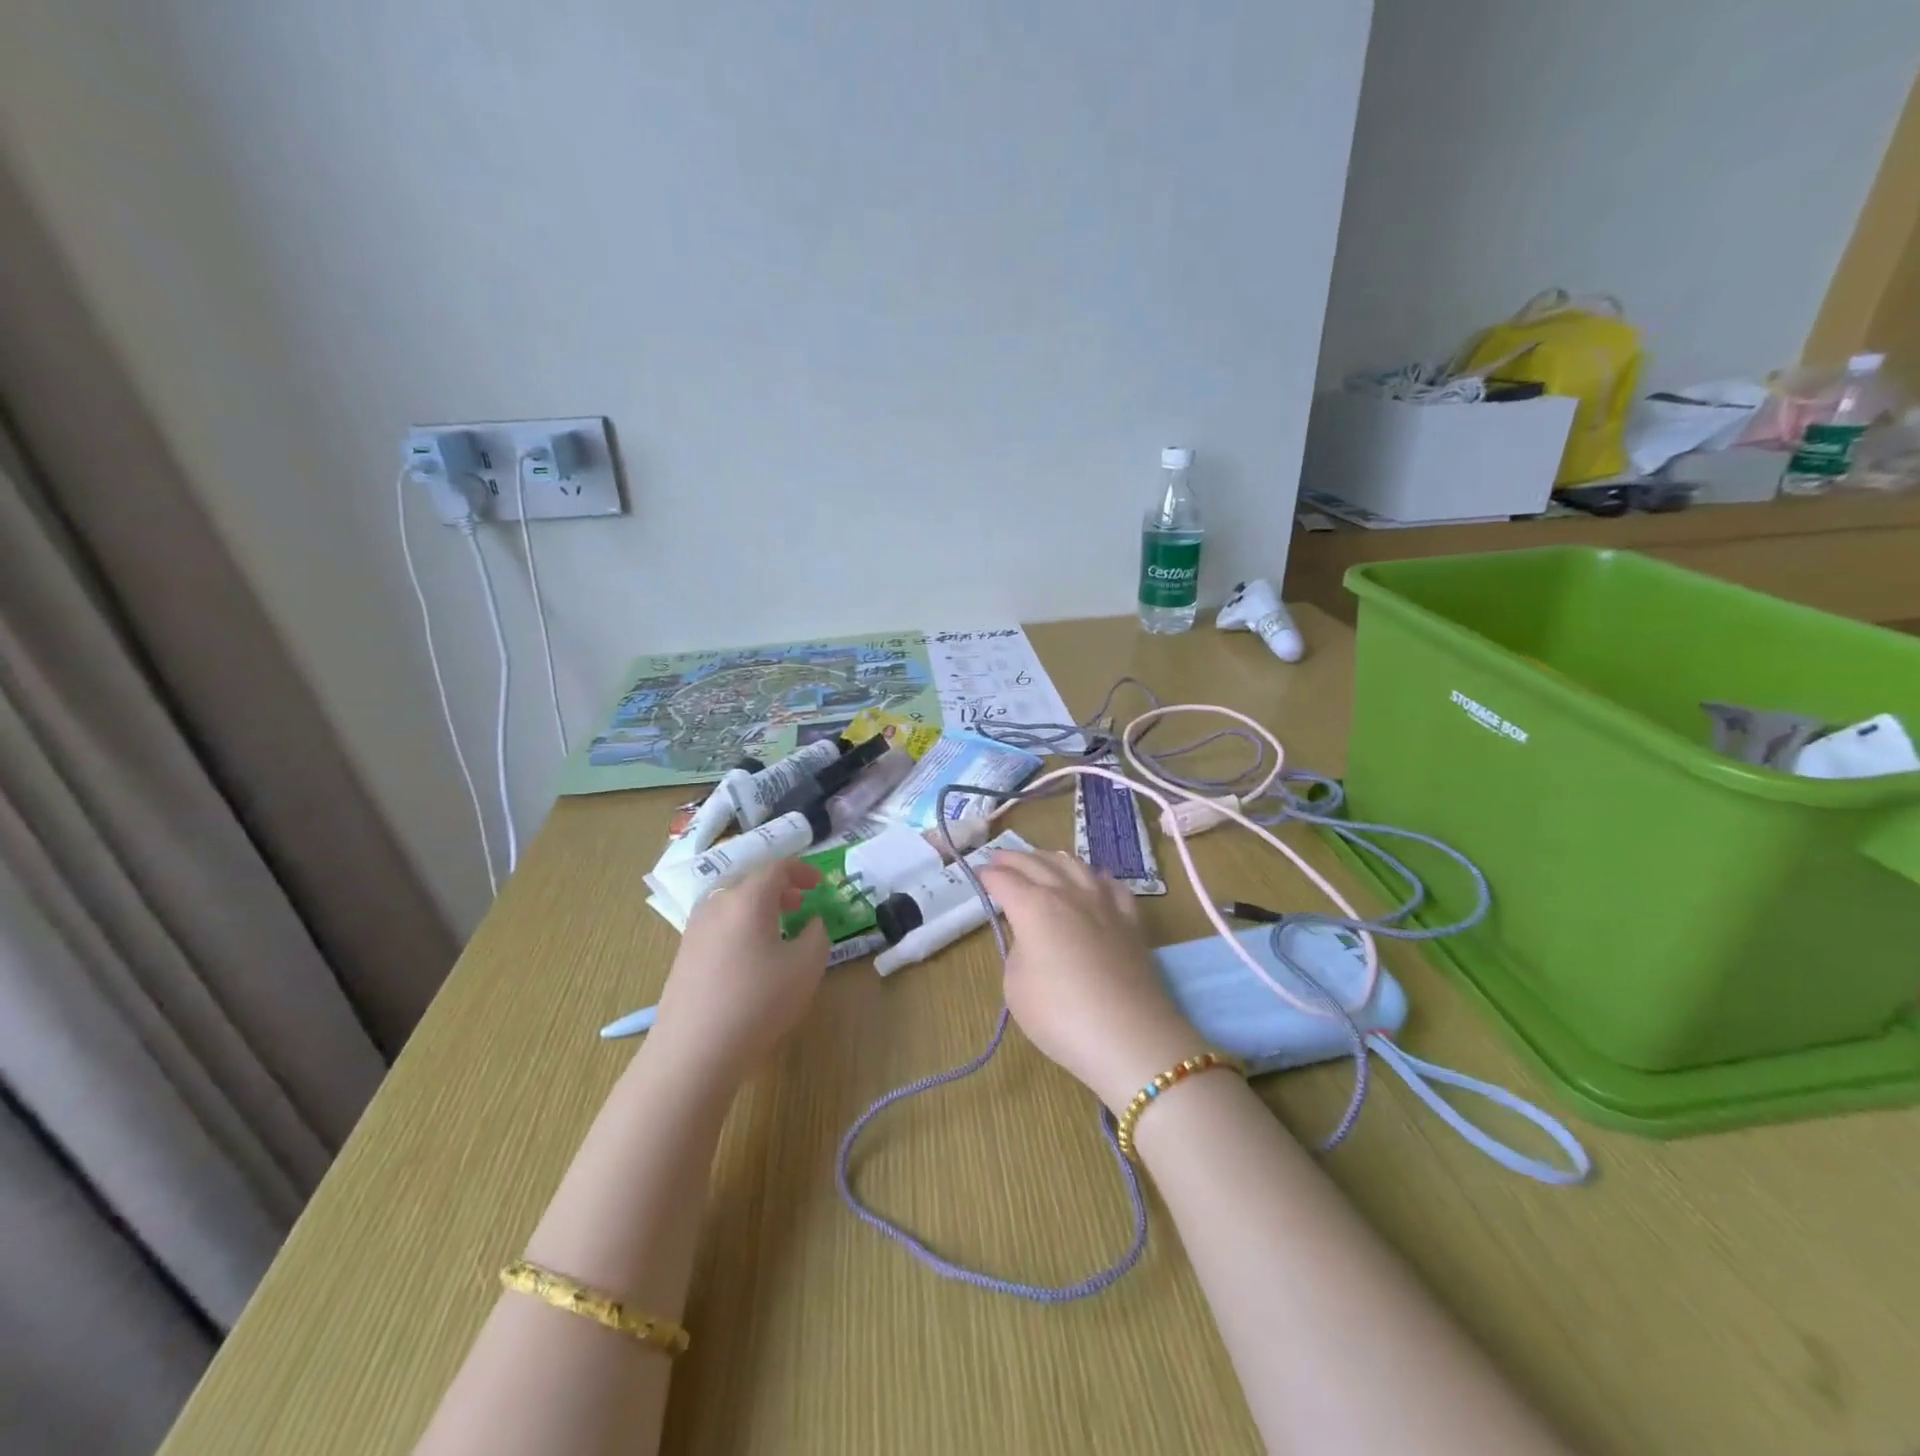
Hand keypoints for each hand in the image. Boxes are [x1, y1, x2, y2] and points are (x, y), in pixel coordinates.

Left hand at [647, 861, 830, 1083]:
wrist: (693, 1050)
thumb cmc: (758, 1001)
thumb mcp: (806, 966)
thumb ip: (817, 935)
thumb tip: (811, 923)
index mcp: (748, 898)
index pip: (776, 867)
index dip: (801, 870)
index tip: (819, 884)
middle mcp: (717, 904)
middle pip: (750, 882)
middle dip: (778, 887)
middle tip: (799, 903)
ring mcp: (695, 929)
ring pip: (731, 903)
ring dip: (757, 907)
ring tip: (777, 928)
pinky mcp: (684, 955)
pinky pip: (718, 925)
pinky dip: (739, 926)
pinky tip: (750, 956)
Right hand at [978, 850, 1202, 1114]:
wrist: (1129, 1035)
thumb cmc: (1060, 1015)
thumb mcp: (1016, 986)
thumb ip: (1018, 952)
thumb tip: (1031, 939)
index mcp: (1033, 906)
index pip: (1004, 880)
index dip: (988, 874)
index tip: (978, 872)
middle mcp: (1067, 893)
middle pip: (1036, 863)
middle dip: (1014, 858)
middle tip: (1000, 858)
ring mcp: (1102, 902)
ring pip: (1074, 865)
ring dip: (1051, 858)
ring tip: (1041, 859)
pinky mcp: (1130, 919)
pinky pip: (1111, 885)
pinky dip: (1095, 876)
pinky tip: (1095, 879)